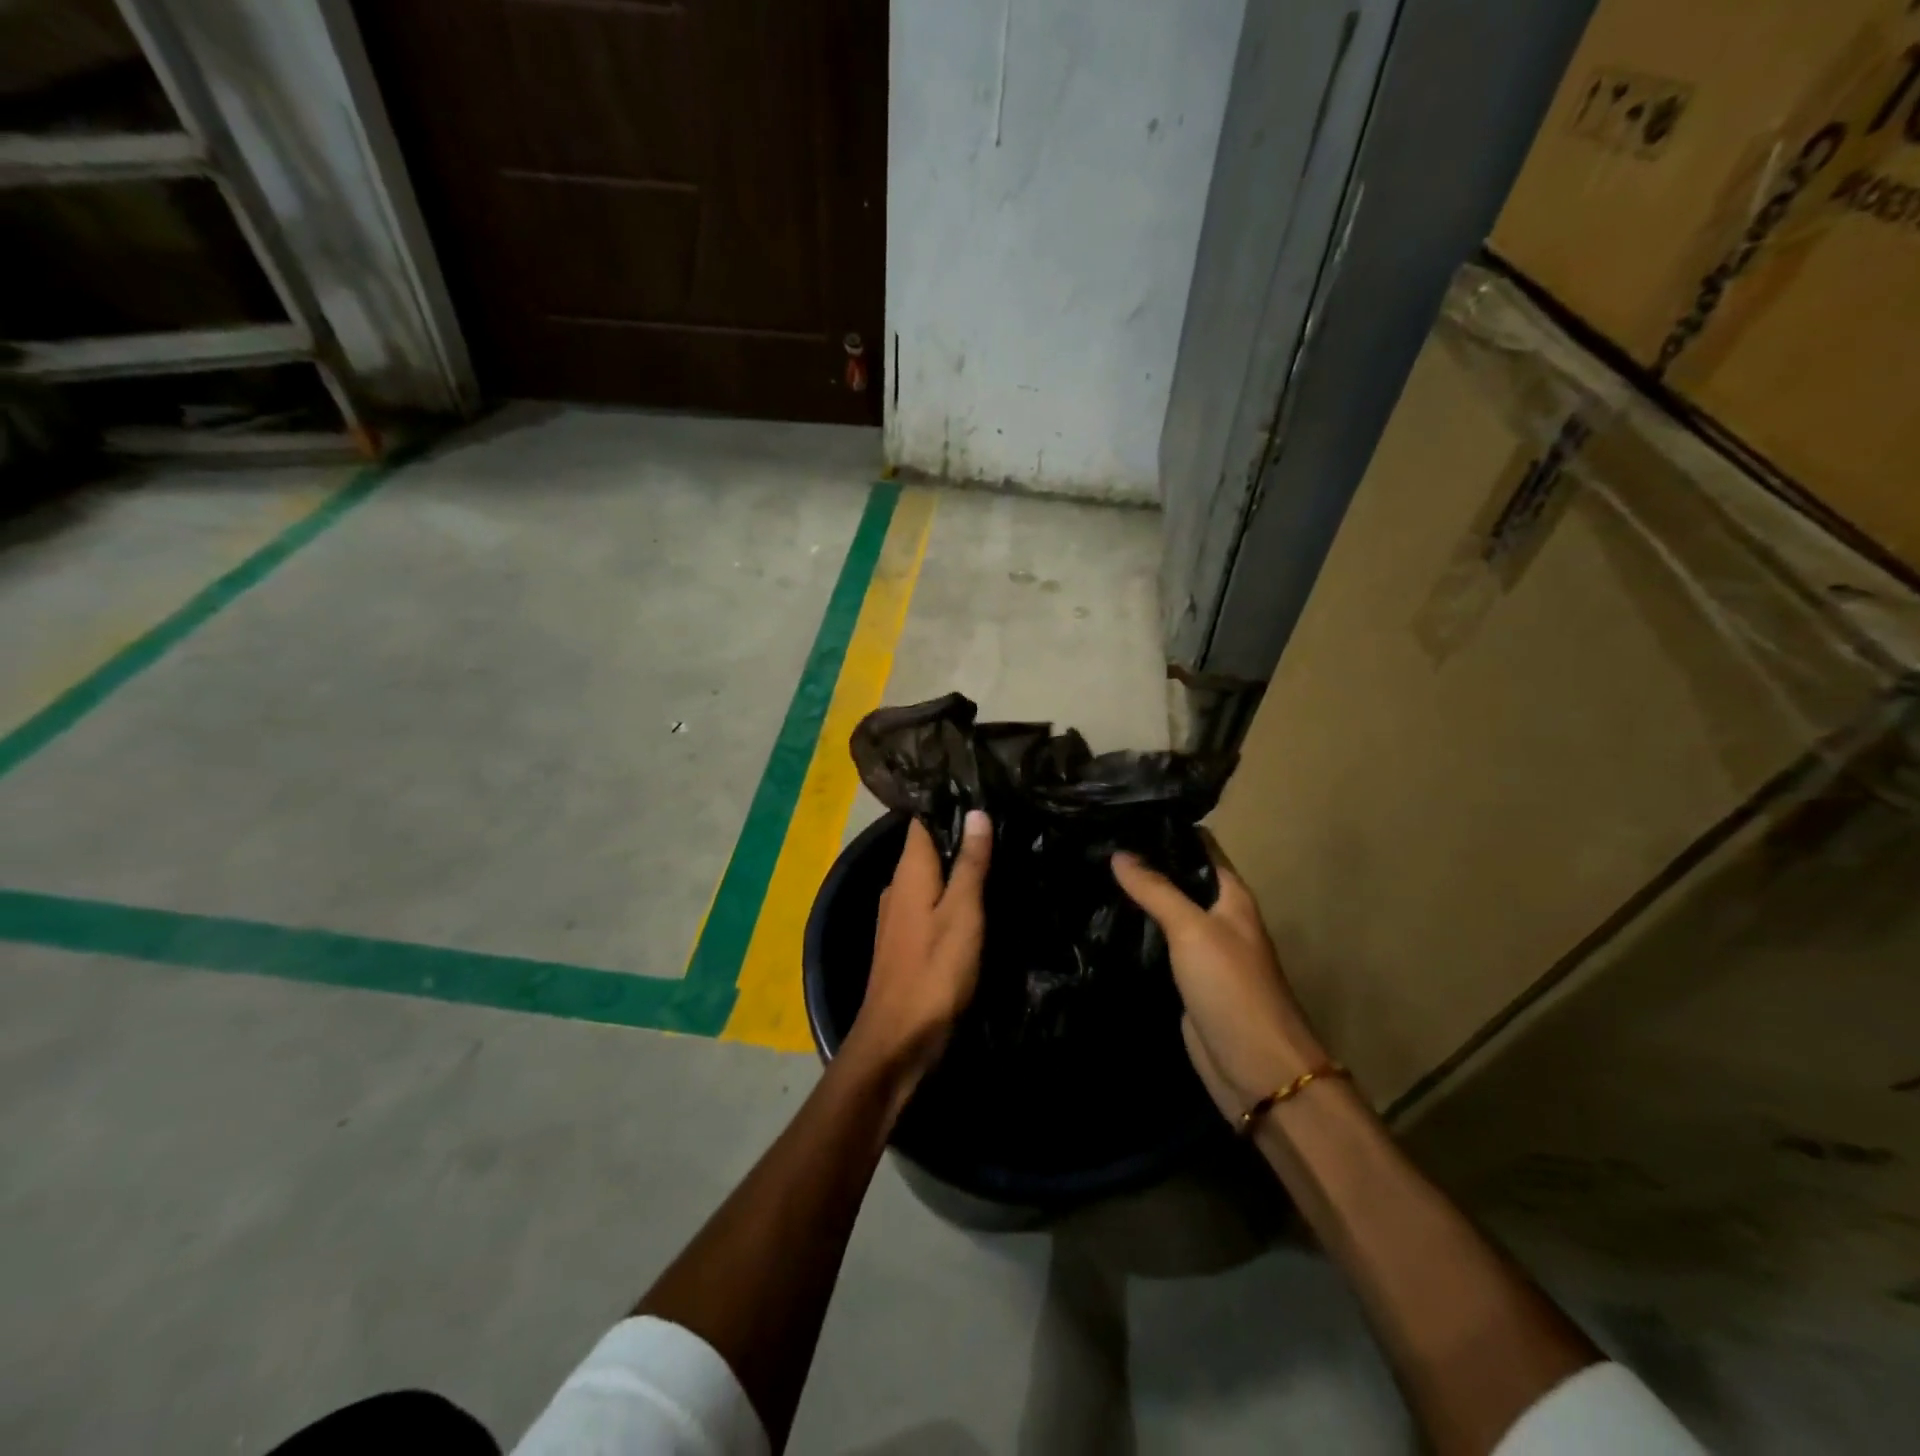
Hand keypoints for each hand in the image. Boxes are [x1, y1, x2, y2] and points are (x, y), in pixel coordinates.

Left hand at [845, 812, 992, 1088]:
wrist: (897, 1040)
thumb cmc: (934, 972)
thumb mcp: (962, 914)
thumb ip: (970, 864)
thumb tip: (976, 812)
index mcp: (909, 872)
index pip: (922, 822)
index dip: (948, 805)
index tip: (982, 791)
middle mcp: (897, 887)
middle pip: (927, 849)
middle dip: (958, 837)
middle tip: (1002, 823)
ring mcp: (898, 916)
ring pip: (930, 879)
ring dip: (956, 869)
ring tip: (997, 856)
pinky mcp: (905, 941)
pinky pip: (930, 904)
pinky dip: (951, 897)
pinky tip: (976, 901)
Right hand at [1112, 833, 1329, 1124]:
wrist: (1255, 1069)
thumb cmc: (1232, 987)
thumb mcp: (1193, 929)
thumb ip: (1157, 890)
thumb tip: (1119, 852)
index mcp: (1231, 897)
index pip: (1200, 847)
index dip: (1167, 828)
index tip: (1123, 810)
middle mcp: (1218, 918)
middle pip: (1180, 878)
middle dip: (1144, 861)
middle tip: (1094, 840)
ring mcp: (1201, 951)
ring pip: (1166, 912)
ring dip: (1137, 896)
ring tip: (1090, 871)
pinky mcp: (1185, 981)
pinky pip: (1157, 946)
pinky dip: (1135, 932)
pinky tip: (1103, 919)